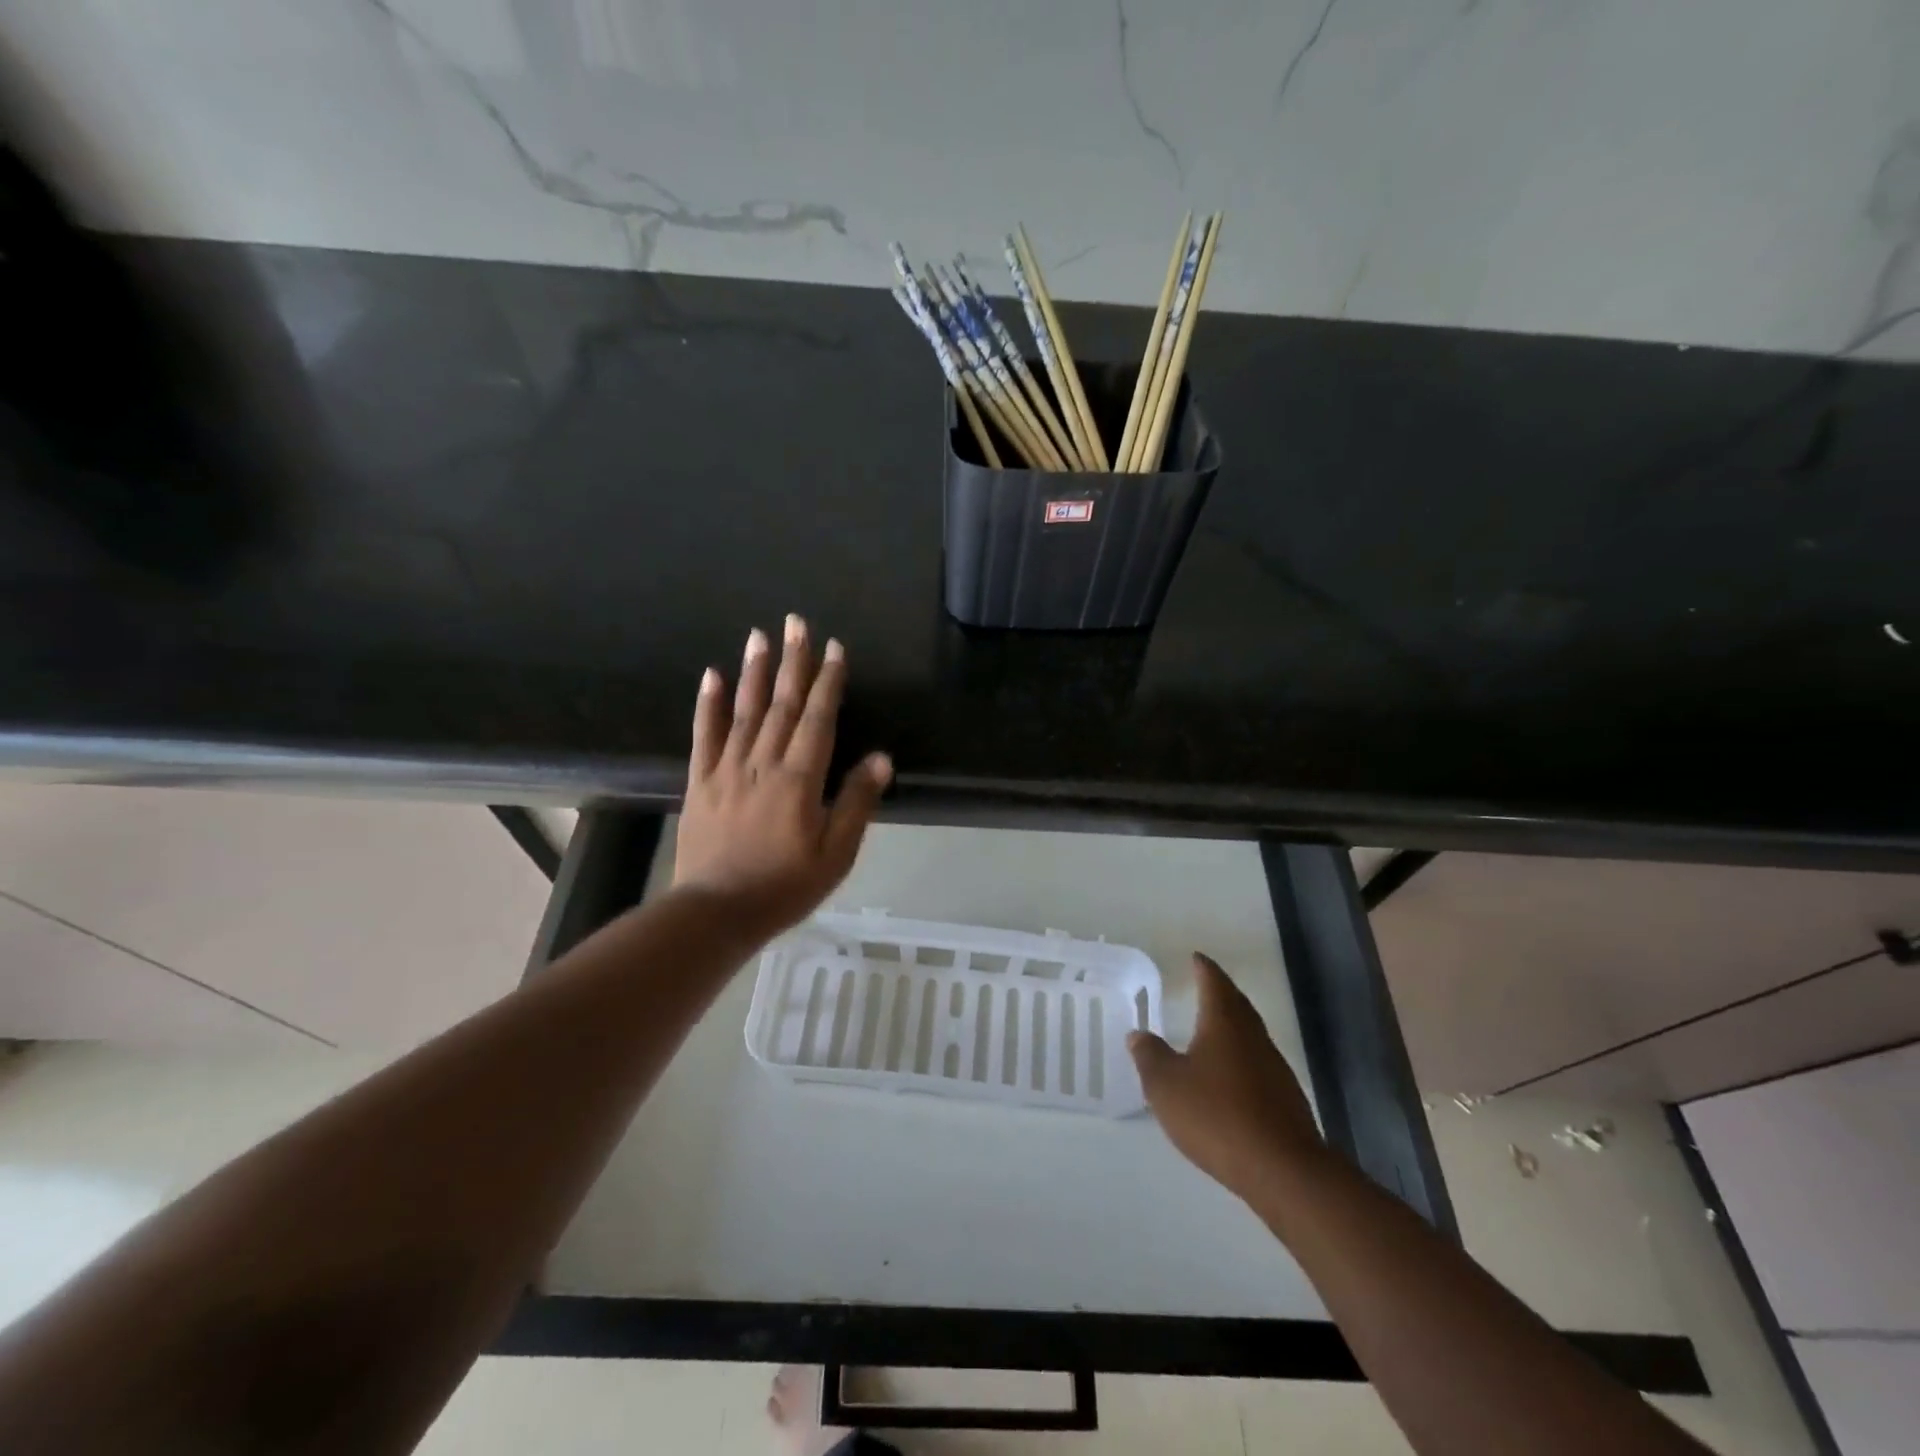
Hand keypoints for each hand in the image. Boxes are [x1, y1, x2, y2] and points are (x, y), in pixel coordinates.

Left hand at [674, 615, 891, 935]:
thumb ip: (856, 803)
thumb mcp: (835, 854)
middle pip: (781, 704)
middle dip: (792, 662)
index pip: (818, 719)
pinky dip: (709, 704)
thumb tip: (881, 759)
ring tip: (760, 635)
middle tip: (796, 622)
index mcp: (799, 779)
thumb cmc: (785, 886)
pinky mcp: (700, 782)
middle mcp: (763, 763)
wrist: (716, 912)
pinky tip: (712, 676)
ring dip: (754, 671)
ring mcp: (727, 769)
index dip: (828, 682)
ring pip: (744, 711)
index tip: (834, 648)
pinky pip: (704, 735)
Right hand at [1129, 953, 1324, 1202]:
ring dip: (1232, 1025)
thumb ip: (1149, 1056)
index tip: (1196, 957)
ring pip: (1249, 1033)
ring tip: (1212, 1027)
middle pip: (1237, 1004)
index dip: (1203, 968)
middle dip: (1220, 992)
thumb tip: (1138, 1034)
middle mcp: (1252, 1036)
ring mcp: (1274, 1067)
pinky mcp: (1285, 1098)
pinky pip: (1257, 1062)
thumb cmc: (1217, 1116)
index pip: (1214, 982)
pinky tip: (1229, 1075)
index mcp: (1224, 1022)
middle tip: (1205, 984)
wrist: (1283, 1169)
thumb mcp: (1166, 1086)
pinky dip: (1241, 1057)